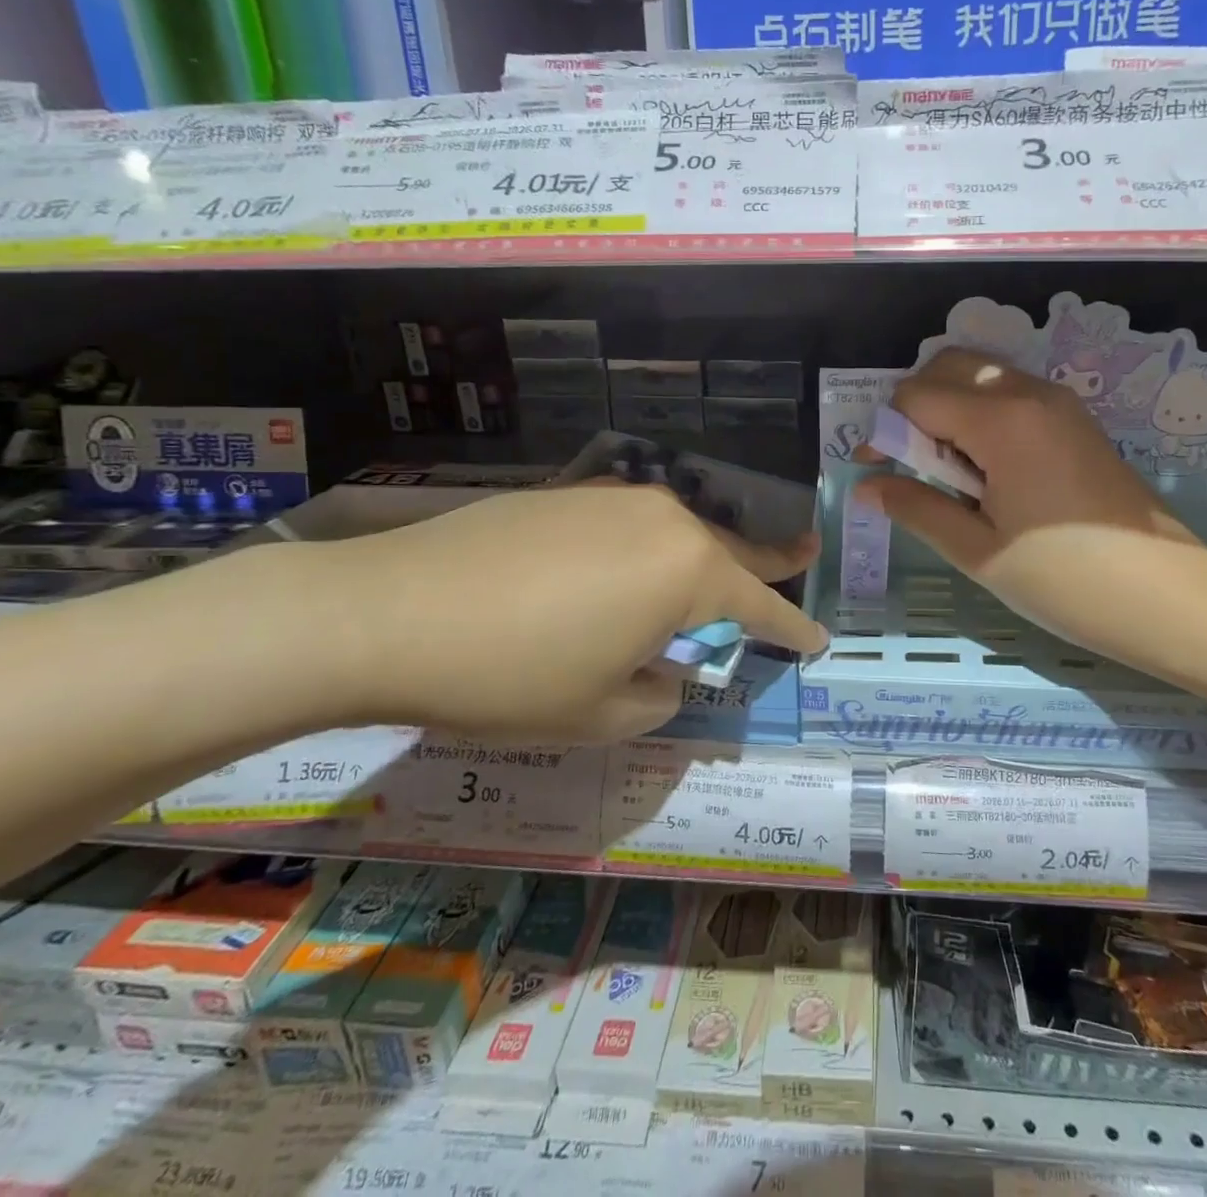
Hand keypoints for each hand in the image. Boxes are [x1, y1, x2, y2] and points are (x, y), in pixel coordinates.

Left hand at [314, 483, 826, 741]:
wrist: (388, 611)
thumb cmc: (511, 675)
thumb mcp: (602, 713)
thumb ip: (659, 694)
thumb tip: (665, 670)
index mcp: (687, 571)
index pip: (760, 605)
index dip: (792, 628)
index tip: (819, 640)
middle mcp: (664, 519)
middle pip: (732, 547)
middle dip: (771, 560)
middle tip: (807, 552)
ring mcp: (613, 497)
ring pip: (681, 530)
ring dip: (704, 556)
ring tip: (716, 575)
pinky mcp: (568, 493)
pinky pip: (632, 523)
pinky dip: (649, 548)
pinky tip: (627, 569)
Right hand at [854, 349, 1199, 646]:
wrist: (1163, 594)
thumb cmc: (1062, 577)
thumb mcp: (977, 549)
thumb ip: (917, 507)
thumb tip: (866, 487)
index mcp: (1001, 421)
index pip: (916, 396)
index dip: (883, 430)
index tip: (875, 471)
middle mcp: (1030, 394)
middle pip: (949, 365)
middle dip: (914, 405)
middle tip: (910, 462)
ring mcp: (1059, 403)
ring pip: (982, 375)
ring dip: (949, 406)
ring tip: (947, 469)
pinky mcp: (1075, 420)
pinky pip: (1011, 394)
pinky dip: (981, 413)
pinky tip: (985, 468)